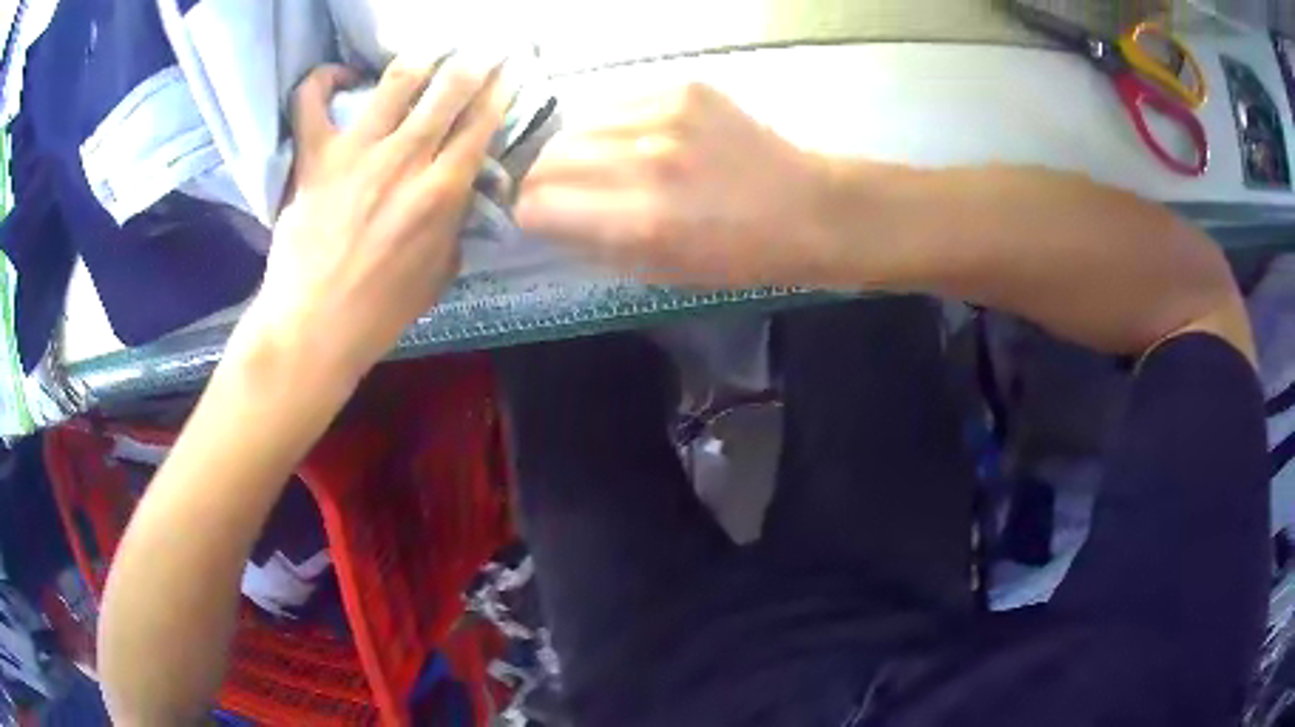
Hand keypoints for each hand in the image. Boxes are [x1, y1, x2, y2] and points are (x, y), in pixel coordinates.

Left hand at [240, 55, 507, 382]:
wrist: (314, 328)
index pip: (483, 122)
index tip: (511, 68)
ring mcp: (357, 151)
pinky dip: (324, 79)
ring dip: (420, 58)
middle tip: (484, 47)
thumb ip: (453, 227)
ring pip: (397, 79)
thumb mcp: (438, 275)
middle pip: (450, 88)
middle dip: (475, 59)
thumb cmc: (380, 312)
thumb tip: (458, 198)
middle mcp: (406, 158)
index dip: (502, 88)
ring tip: (427, 53)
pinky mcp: (315, 156)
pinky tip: (339, 77)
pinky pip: (311, 101)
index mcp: (442, 191)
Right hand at [516, 84, 835, 287]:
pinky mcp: (684, 88)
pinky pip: (616, 103)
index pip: (539, 204)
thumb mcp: (662, 271)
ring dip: (575, 149)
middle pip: (550, 158)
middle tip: (560, 191)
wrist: (806, 207)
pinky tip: (637, 139)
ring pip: (577, 124)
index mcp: (642, 221)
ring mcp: (667, 115)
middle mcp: (647, 160)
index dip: (531, 214)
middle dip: (543, 180)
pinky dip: (612, 125)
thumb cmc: (739, 256)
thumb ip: (595, 244)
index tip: (541, 218)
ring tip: (599, 163)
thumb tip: (548, 220)